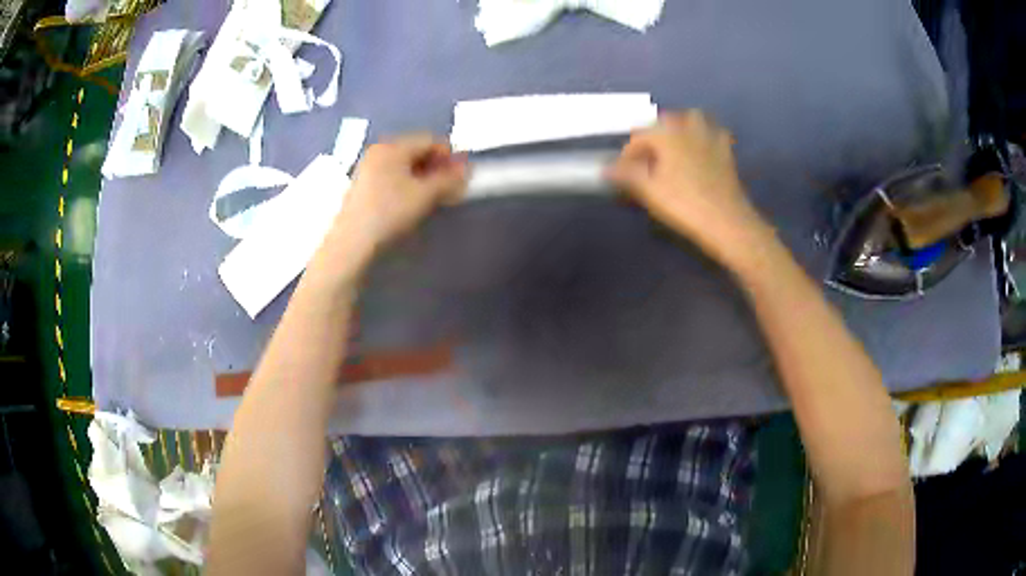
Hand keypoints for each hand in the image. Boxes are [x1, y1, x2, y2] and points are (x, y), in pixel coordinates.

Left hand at [329, 134, 467, 259]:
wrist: (351, 242)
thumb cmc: (389, 212)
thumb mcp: (424, 195)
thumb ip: (449, 179)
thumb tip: (467, 169)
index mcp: (392, 146)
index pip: (429, 140)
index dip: (449, 154)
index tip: (463, 174)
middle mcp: (379, 151)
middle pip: (416, 150)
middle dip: (437, 166)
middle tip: (452, 186)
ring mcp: (368, 168)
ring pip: (404, 165)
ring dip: (424, 176)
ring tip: (435, 196)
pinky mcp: (363, 186)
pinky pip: (392, 176)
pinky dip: (408, 183)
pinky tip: (413, 201)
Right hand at [606, 110, 771, 267]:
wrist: (726, 221)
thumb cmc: (684, 204)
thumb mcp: (649, 190)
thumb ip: (626, 174)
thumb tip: (606, 168)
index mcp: (666, 133)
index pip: (639, 136)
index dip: (628, 153)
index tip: (623, 172)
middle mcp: (688, 127)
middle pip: (665, 121)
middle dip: (654, 136)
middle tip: (647, 158)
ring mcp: (710, 137)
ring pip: (692, 119)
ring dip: (681, 127)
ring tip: (674, 146)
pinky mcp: (726, 152)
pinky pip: (715, 134)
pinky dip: (706, 137)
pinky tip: (703, 150)